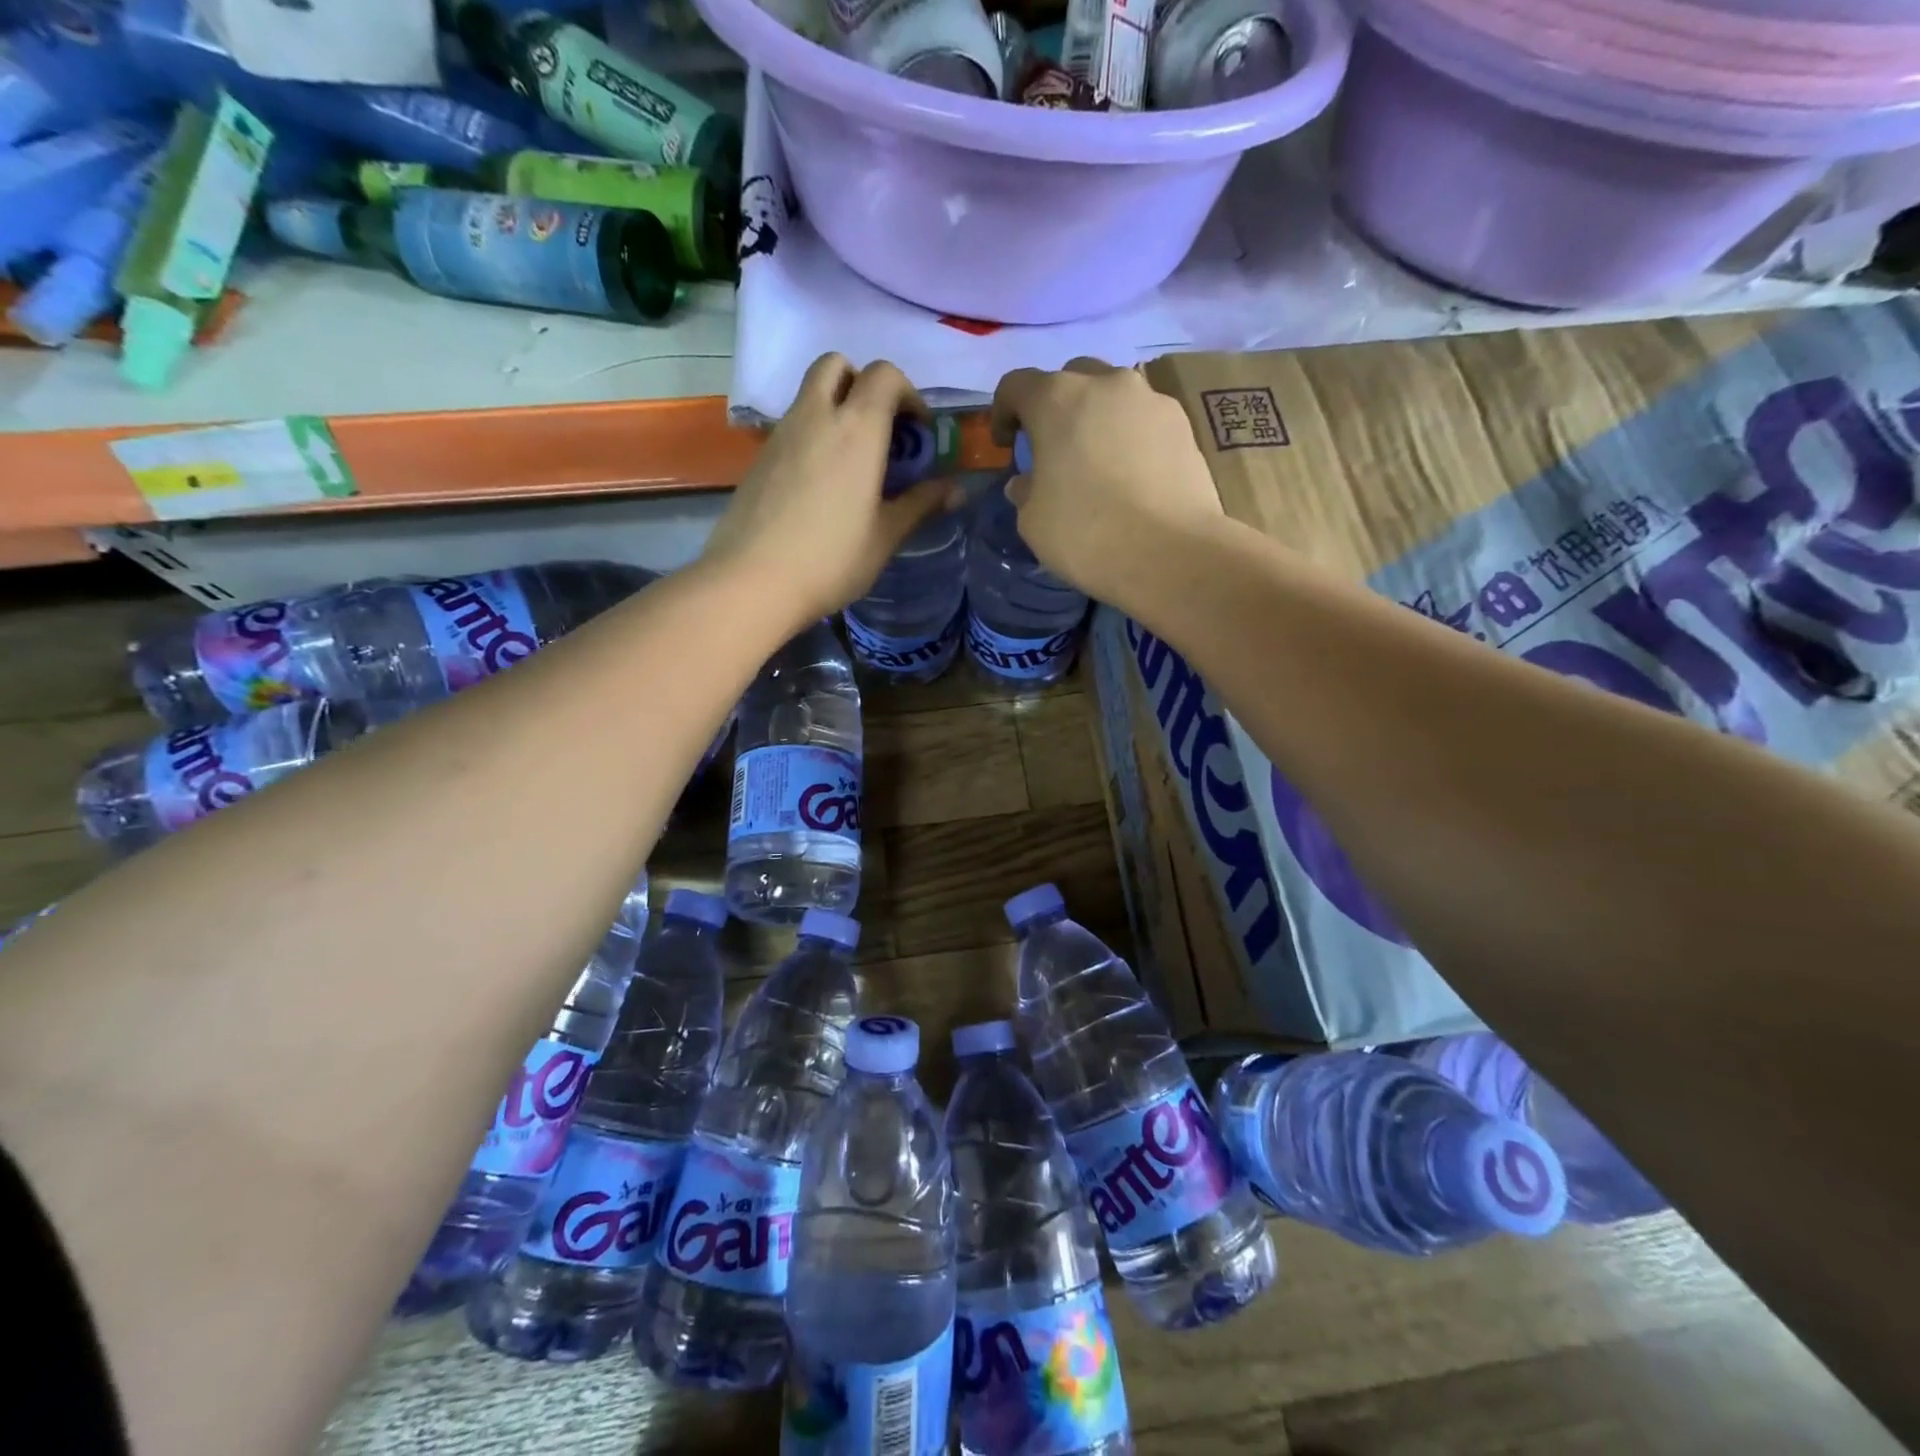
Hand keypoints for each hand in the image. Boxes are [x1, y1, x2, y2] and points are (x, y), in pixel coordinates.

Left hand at [702, 354, 960, 630]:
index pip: (885, 375)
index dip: (908, 394)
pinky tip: (820, 483)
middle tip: (880, 429)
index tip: (918, 432)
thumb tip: (956, 490)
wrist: (753, 580)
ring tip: (853, 460)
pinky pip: (792, 424)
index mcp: (857, 429)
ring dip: (836, 407)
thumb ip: (921, 505)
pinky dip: (813, 434)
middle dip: (863, 383)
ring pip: (810, 392)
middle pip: (837, 365)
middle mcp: (816, 416)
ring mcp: (782, 433)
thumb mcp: (885, 536)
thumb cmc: (831, 559)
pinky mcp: (760, 457)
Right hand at [991, 359, 1227, 610]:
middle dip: (1055, 408)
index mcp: (1056, 400)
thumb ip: (1025, 491)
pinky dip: (1131, 436)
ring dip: (1097, 417)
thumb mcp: (1033, 522)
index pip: (1016, 385)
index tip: (1007, 445)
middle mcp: (1105, 383)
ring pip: (1112, 395)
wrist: (1172, 554)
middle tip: (1054, 448)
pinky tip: (1132, 474)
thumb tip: (1028, 482)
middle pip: (1070, 379)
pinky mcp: (1183, 423)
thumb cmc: (1087, 535)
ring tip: (1097, 460)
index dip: (1004, 412)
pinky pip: (1144, 418)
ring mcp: (1150, 398)